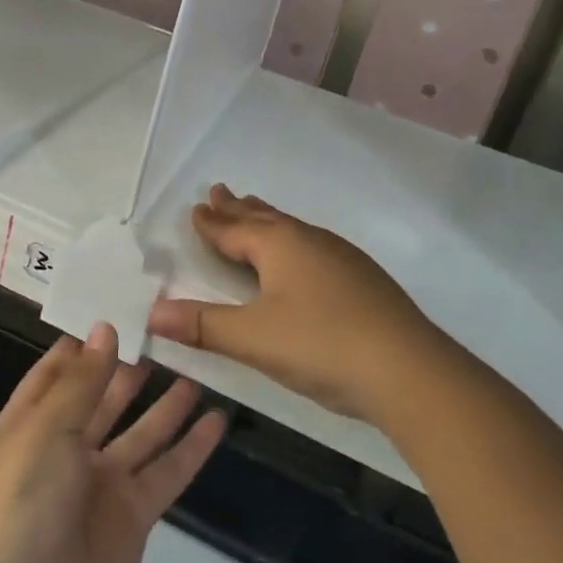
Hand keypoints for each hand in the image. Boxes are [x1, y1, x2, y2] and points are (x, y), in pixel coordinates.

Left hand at [0, 326, 225, 562]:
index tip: (116, 311)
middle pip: (104, 398)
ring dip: (166, 404)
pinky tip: (217, 421)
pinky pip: (167, 472)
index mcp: (31, 423)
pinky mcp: (134, 514)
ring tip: (196, 368)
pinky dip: (192, 449)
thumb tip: (104, 330)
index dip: (84, 345)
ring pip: (141, 432)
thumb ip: (82, 381)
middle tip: (167, 333)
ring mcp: (102, 482)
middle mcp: (66, 447)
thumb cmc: (23, 499)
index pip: (58, 373)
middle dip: (129, 368)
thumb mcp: (46, 427)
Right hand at [146, 184, 441, 425]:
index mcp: (280, 245)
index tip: (196, 207)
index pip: (234, 229)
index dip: (212, 222)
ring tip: (256, 211)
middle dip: (239, 208)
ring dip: (268, 220)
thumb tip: (151, 313)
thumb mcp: (253, 338)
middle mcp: (310, 241)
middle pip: (265, 218)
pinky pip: (314, 246)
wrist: (411, 371)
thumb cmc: (322, 345)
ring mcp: (342, 258)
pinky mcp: (364, 280)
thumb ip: (202, 325)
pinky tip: (305, 257)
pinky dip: (294, 242)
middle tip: (220, 191)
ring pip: (294, 230)